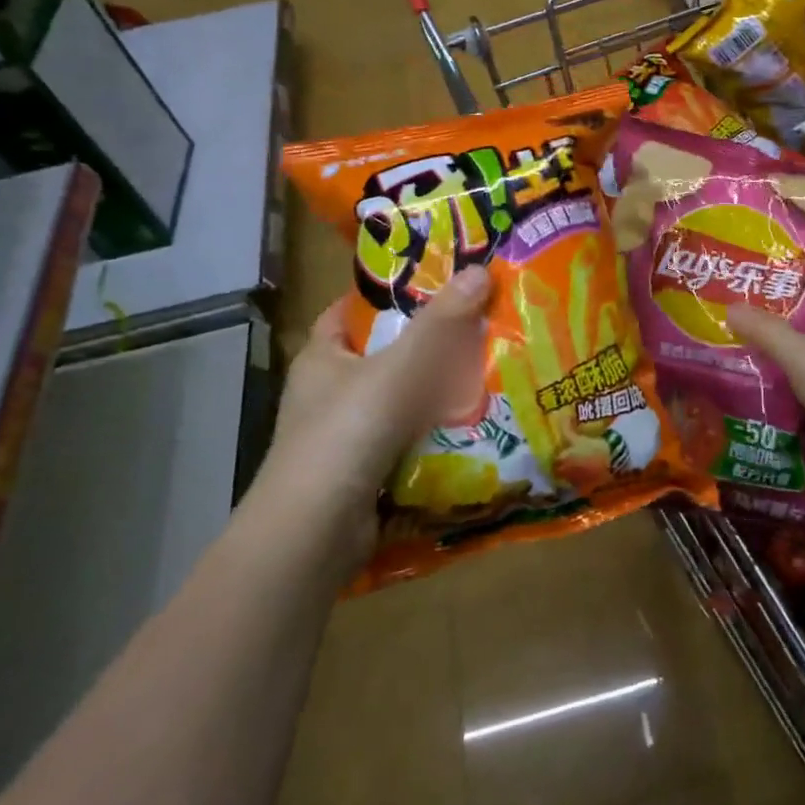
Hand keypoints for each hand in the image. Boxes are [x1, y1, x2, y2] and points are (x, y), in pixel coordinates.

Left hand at [255, 267, 491, 574]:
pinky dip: (436, 431)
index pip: (350, 311)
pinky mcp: (364, 471)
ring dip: (438, 390)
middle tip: (480, 324)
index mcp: (322, 357)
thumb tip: (480, 270)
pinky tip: (474, 423)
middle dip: (429, 343)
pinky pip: (408, 438)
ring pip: (401, 398)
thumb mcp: (399, 369)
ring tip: (490, 368)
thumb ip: (441, 323)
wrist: (314, 534)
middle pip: (385, 354)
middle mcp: (329, 391)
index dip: (388, 294)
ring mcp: (345, 434)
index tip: (435, 284)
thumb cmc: (347, 433)